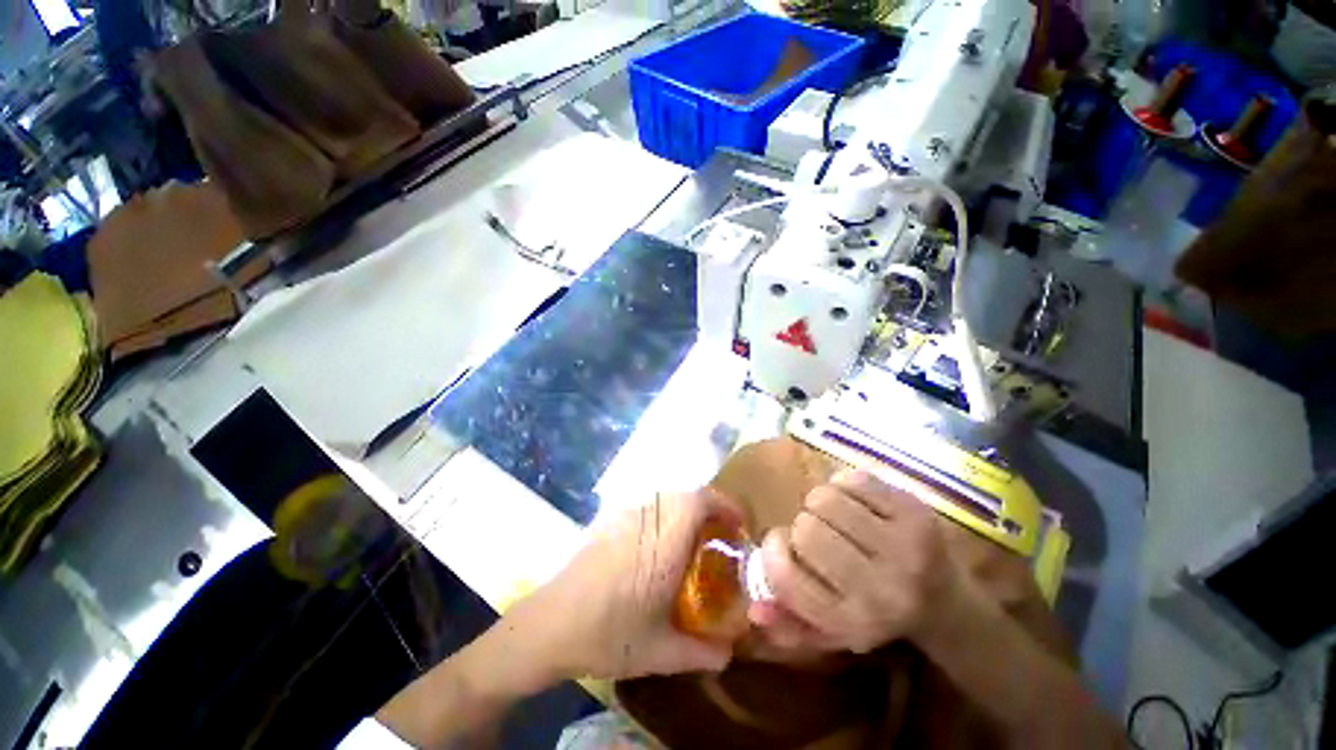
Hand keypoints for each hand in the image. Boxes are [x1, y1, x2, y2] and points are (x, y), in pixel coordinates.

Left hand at [508, 489, 739, 681]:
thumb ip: (701, 653)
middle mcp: (646, 519)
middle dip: (709, 508)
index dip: (725, 504)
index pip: (700, 500)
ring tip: (691, 540)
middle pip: (685, 495)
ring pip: (665, 498)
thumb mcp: (660, 652)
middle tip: (719, 536)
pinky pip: (646, 507)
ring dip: (685, 511)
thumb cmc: (608, 635)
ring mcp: (624, 516)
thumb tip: (729, 654)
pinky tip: (657, 545)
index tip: (739, 524)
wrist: (549, 625)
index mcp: (664, 541)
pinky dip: (663, 515)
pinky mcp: (608, 521)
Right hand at [749, 470, 962, 653]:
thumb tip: (754, 610)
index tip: (780, 543)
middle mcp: (881, 589)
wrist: (948, 603)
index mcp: (854, 622)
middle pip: (805, 530)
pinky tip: (854, 502)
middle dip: (802, 525)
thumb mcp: (833, 631)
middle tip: (816, 532)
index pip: (786, 576)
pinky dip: (843, 485)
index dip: (773, 552)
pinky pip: (853, 480)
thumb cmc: (877, 613)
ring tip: (835, 516)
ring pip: (824, 498)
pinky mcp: (917, 513)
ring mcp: (904, 547)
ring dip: (820, 502)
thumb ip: (791, 624)